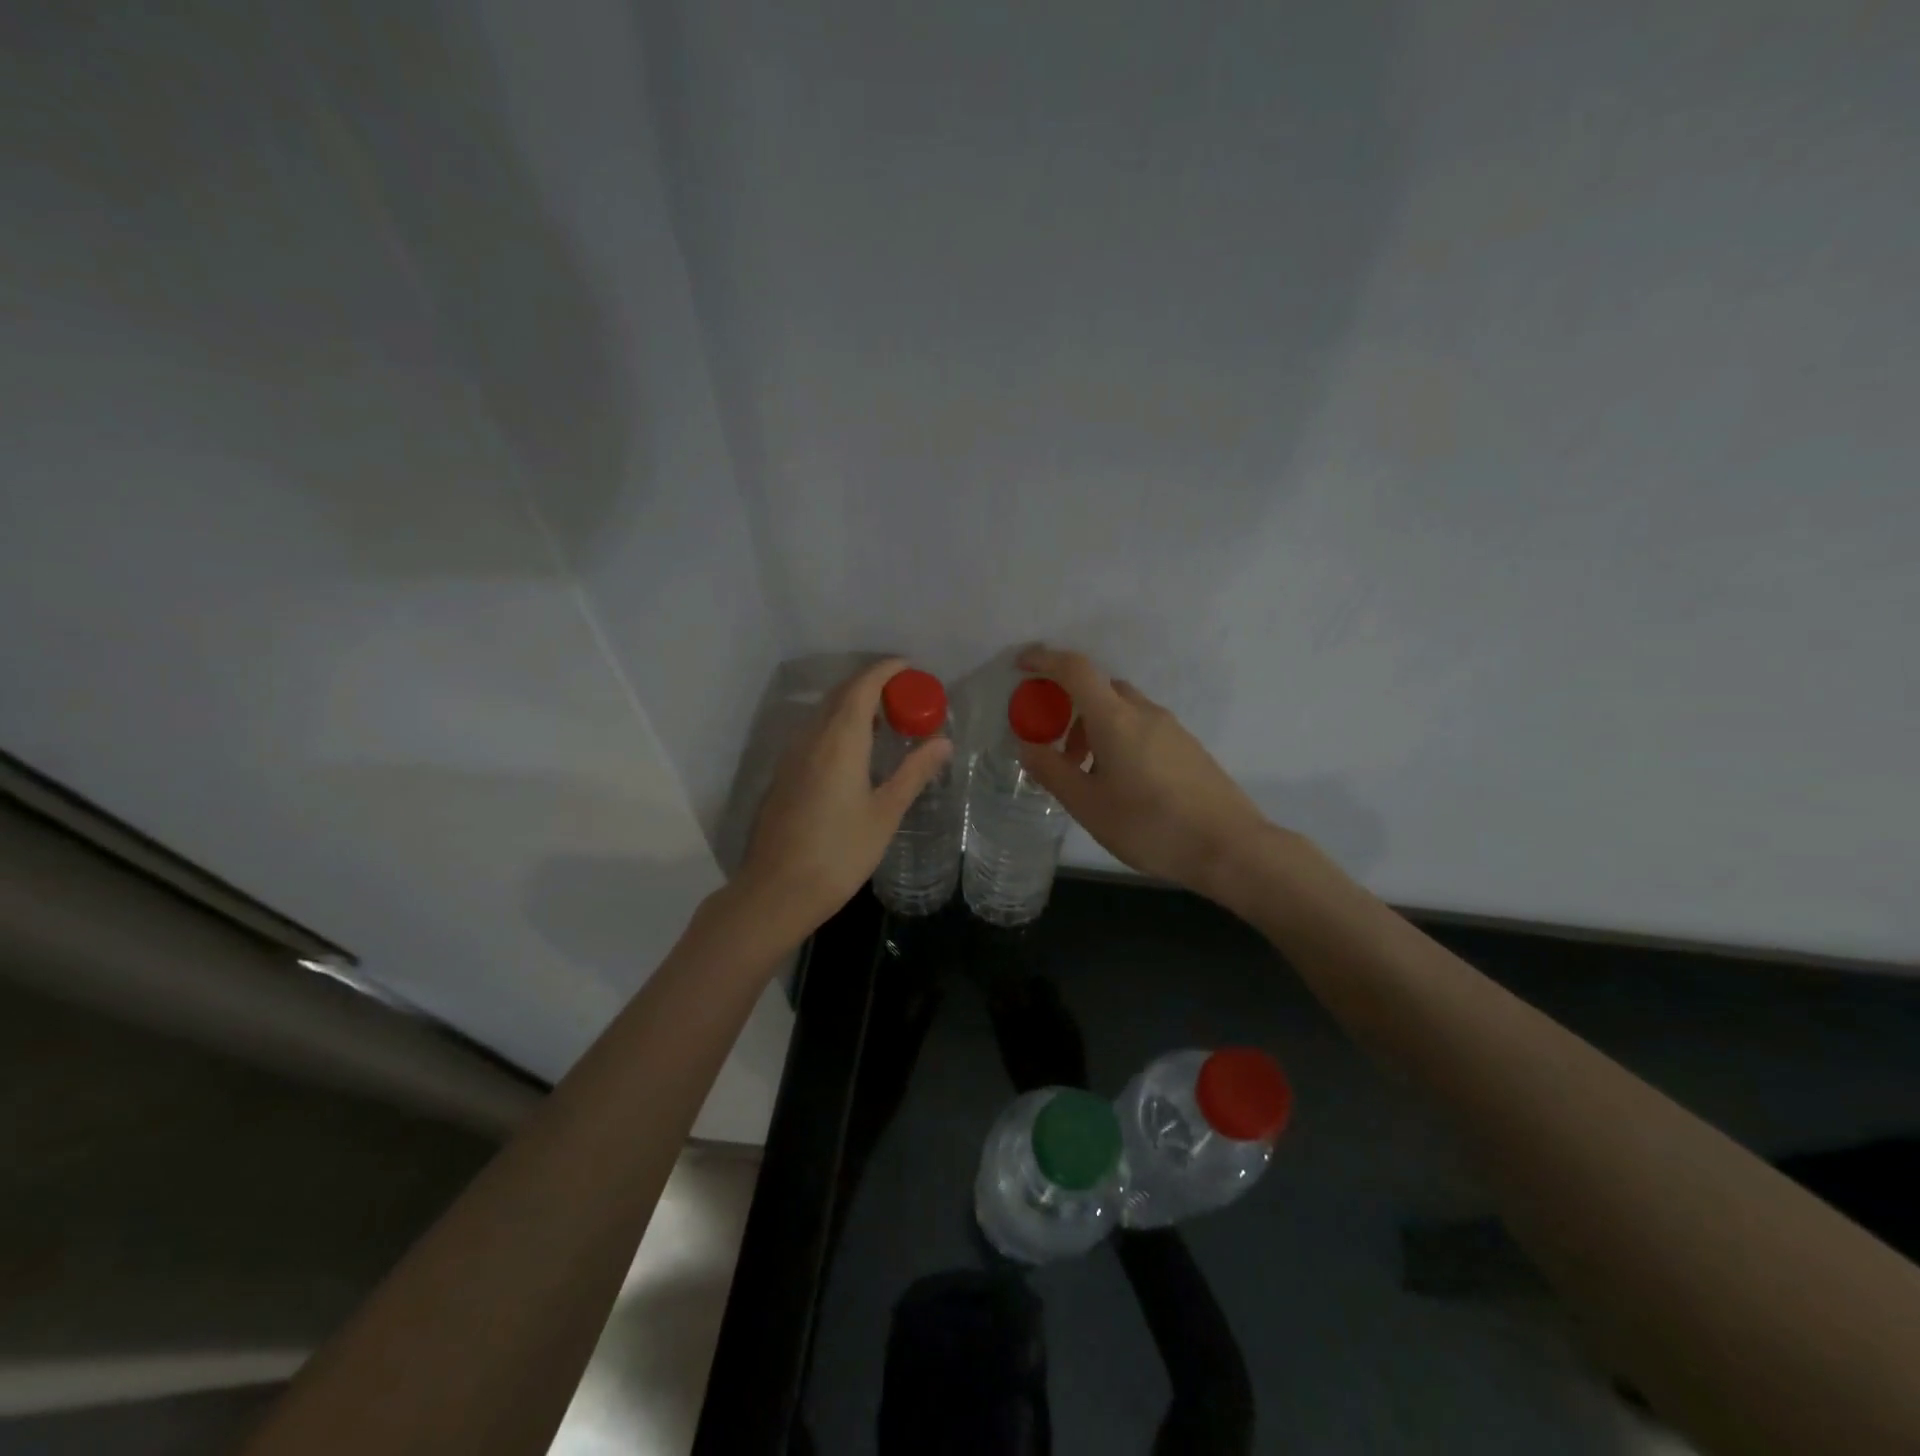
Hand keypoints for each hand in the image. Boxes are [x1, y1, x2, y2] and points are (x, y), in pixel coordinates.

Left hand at [735, 656, 953, 941]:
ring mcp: (792, 756)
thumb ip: (914, 773)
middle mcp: (811, 738)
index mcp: (840, 741)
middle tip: (906, 696)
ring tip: (886, 721)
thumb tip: (944, 742)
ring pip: (824, 713)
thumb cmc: (839, 854)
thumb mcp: (885, 814)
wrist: (776, 891)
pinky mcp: (783, 775)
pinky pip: (814, 733)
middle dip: (872, 685)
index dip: (886, 670)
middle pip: (841, 694)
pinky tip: (855, 752)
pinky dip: (838, 726)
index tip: (910, 667)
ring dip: (854, 705)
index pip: (862, 687)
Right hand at [1015, 646, 1272, 901]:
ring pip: (1123, 711)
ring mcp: (1172, 729)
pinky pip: (1143, 728)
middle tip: (1056, 746)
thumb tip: (1027, 745)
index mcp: (1116, 719)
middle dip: (1070, 707)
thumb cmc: (1150, 826)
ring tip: (1087, 775)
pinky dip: (1120, 739)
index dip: (1045, 661)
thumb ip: (1052, 771)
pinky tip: (1121, 784)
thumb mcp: (1088, 805)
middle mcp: (1145, 713)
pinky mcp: (1188, 748)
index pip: (1076, 670)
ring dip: (1096, 728)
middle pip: (1100, 689)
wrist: (1230, 847)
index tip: (1021, 667)